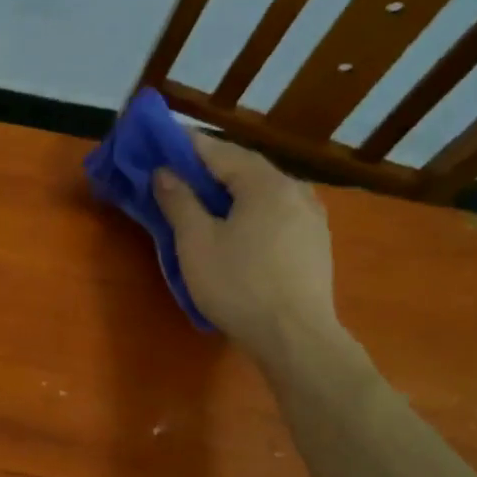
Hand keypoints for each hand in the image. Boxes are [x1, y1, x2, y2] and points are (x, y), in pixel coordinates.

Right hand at [152, 133, 339, 356]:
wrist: (295, 337)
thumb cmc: (238, 285)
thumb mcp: (196, 242)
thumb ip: (179, 201)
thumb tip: (164, 172)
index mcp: (264, 183)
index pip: (218, 151)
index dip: (186, 145)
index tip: (161, 139)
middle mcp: (294, 189)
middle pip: (245, 167)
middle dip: (210, 166)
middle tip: (178, 170)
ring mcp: (311, 216)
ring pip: (264, 190)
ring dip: (233, 188)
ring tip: (206, 198)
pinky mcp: (315, 242)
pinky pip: (277, 211)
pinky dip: (252, 209)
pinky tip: (239, 226)